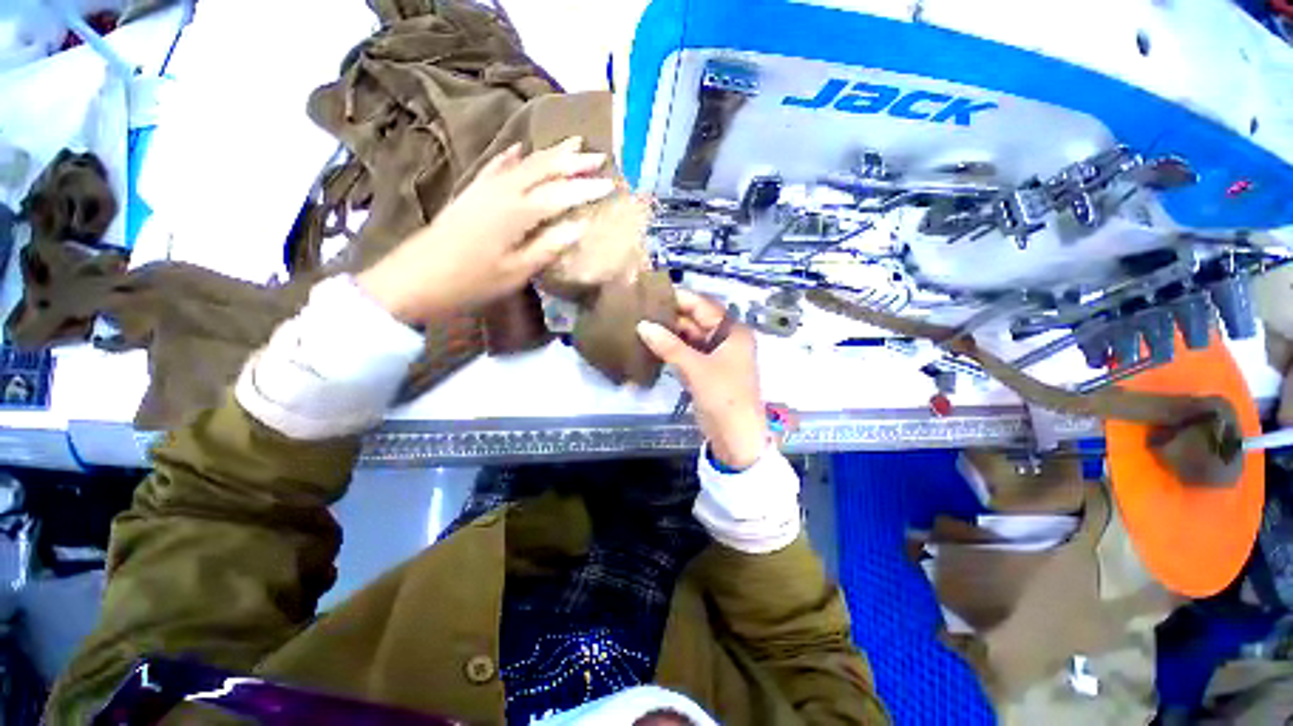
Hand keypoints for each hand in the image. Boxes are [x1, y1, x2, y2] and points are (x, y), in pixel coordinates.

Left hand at [356, 137, 615, 324]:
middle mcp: (503, 191)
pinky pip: (496, 167)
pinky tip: (518, 148)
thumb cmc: (472, 281)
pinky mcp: (472, 193)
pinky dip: (511, 156)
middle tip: (598, 156)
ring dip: (549, 154)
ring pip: (523, 163)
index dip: (587, 190)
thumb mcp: (517, 271)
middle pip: (543, 169)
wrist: (417, 278)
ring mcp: (485, 189)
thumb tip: (579, 227)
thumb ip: (548, 247)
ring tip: (571, 144)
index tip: (611, 185)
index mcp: (518, 212)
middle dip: (573, 161)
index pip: (561, 195)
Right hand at [637, 290, 769, 469]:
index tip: (652, 291)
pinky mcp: (706, 372)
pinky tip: (651, 344)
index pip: (704, 306)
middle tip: (640, 309)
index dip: (680, 298)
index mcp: (733, 332)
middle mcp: (726, 339)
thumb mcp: (696, 368)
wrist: (735, 436)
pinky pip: (687, 354)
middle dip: (670, 317)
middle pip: (696, 321)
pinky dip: (671, 350)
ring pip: (690, 338)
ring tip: (640, 323)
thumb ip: (669, 345)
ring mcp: (716, 356)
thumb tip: (642, 325)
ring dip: (669, 334)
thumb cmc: (723, 396)